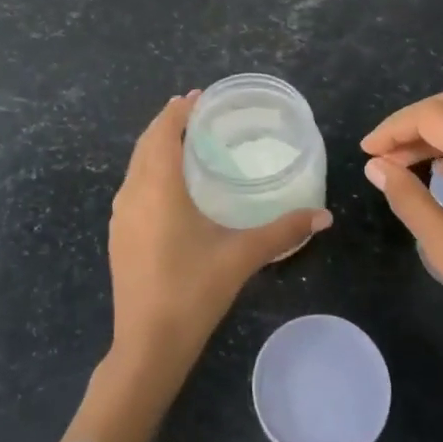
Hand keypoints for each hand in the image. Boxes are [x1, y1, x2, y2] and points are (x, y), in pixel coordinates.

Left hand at [109, 92, 331, 369]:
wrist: (147, 345)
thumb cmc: (193, 291)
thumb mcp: (242, 256)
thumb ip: (284, 231)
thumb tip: (324, 216)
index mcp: (158, 187)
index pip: (164, 132)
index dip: (179, 110)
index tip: (200, 96)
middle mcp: (133, 193)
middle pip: (146, 143)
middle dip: (169, 123)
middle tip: (198, 112)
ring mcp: (121, 216)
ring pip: (136, 165)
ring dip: (157, 147)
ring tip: (187, 142)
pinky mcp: (119, 235)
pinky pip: (133, 186)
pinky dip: (150, 170)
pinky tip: (171, 186)